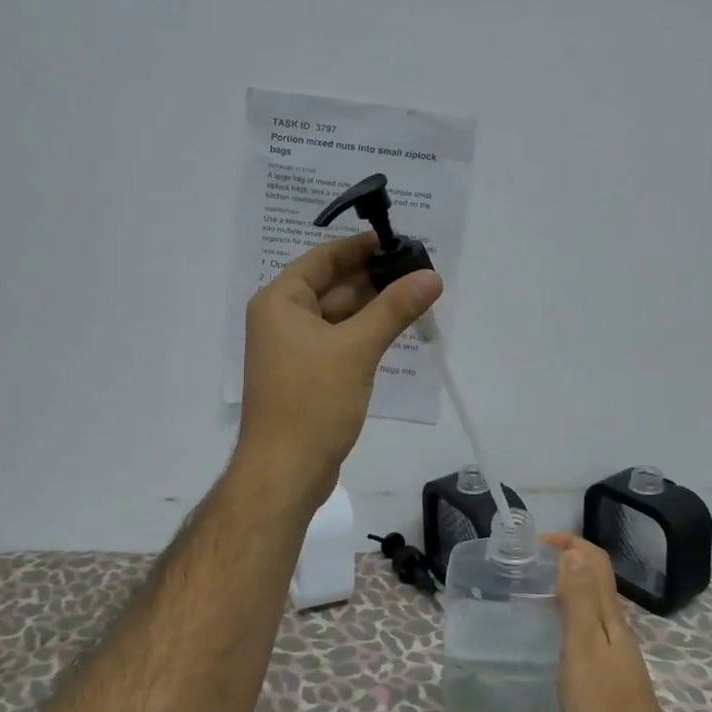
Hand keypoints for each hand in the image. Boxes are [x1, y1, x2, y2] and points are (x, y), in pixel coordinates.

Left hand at [238, 231, 443, 501]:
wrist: (285, 471)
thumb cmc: (312, 401)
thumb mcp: (357, 348)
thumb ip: (394, 308)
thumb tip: (431, 276)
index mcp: (280, 302)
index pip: (323, 258)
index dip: (360, 247)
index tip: (399, 240)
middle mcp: (282, 320)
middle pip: (333, 287)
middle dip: (374, 279)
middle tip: (420, 270)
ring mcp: (294, 350)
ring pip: (339, 317)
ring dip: (374, 308)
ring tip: (418, 296)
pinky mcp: (308, 376)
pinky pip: (340, 342)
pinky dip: (366, 334)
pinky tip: (398, 331)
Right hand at [548, 533, 688, 711]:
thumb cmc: (605, 706)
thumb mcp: (584, 648)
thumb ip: (579, 601)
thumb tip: (573, 552)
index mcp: (609, 616)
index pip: (596, 562)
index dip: (571, 542)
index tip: (537, 541)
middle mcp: (616, 627)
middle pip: (596, 579)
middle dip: (567, 561)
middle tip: (529, 565)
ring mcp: (615, 652)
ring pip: (593, 605)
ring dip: (568, 588)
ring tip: (533, 594)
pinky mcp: (610, 675)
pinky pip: (589, 629)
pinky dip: (569, 616)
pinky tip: (551, 637)